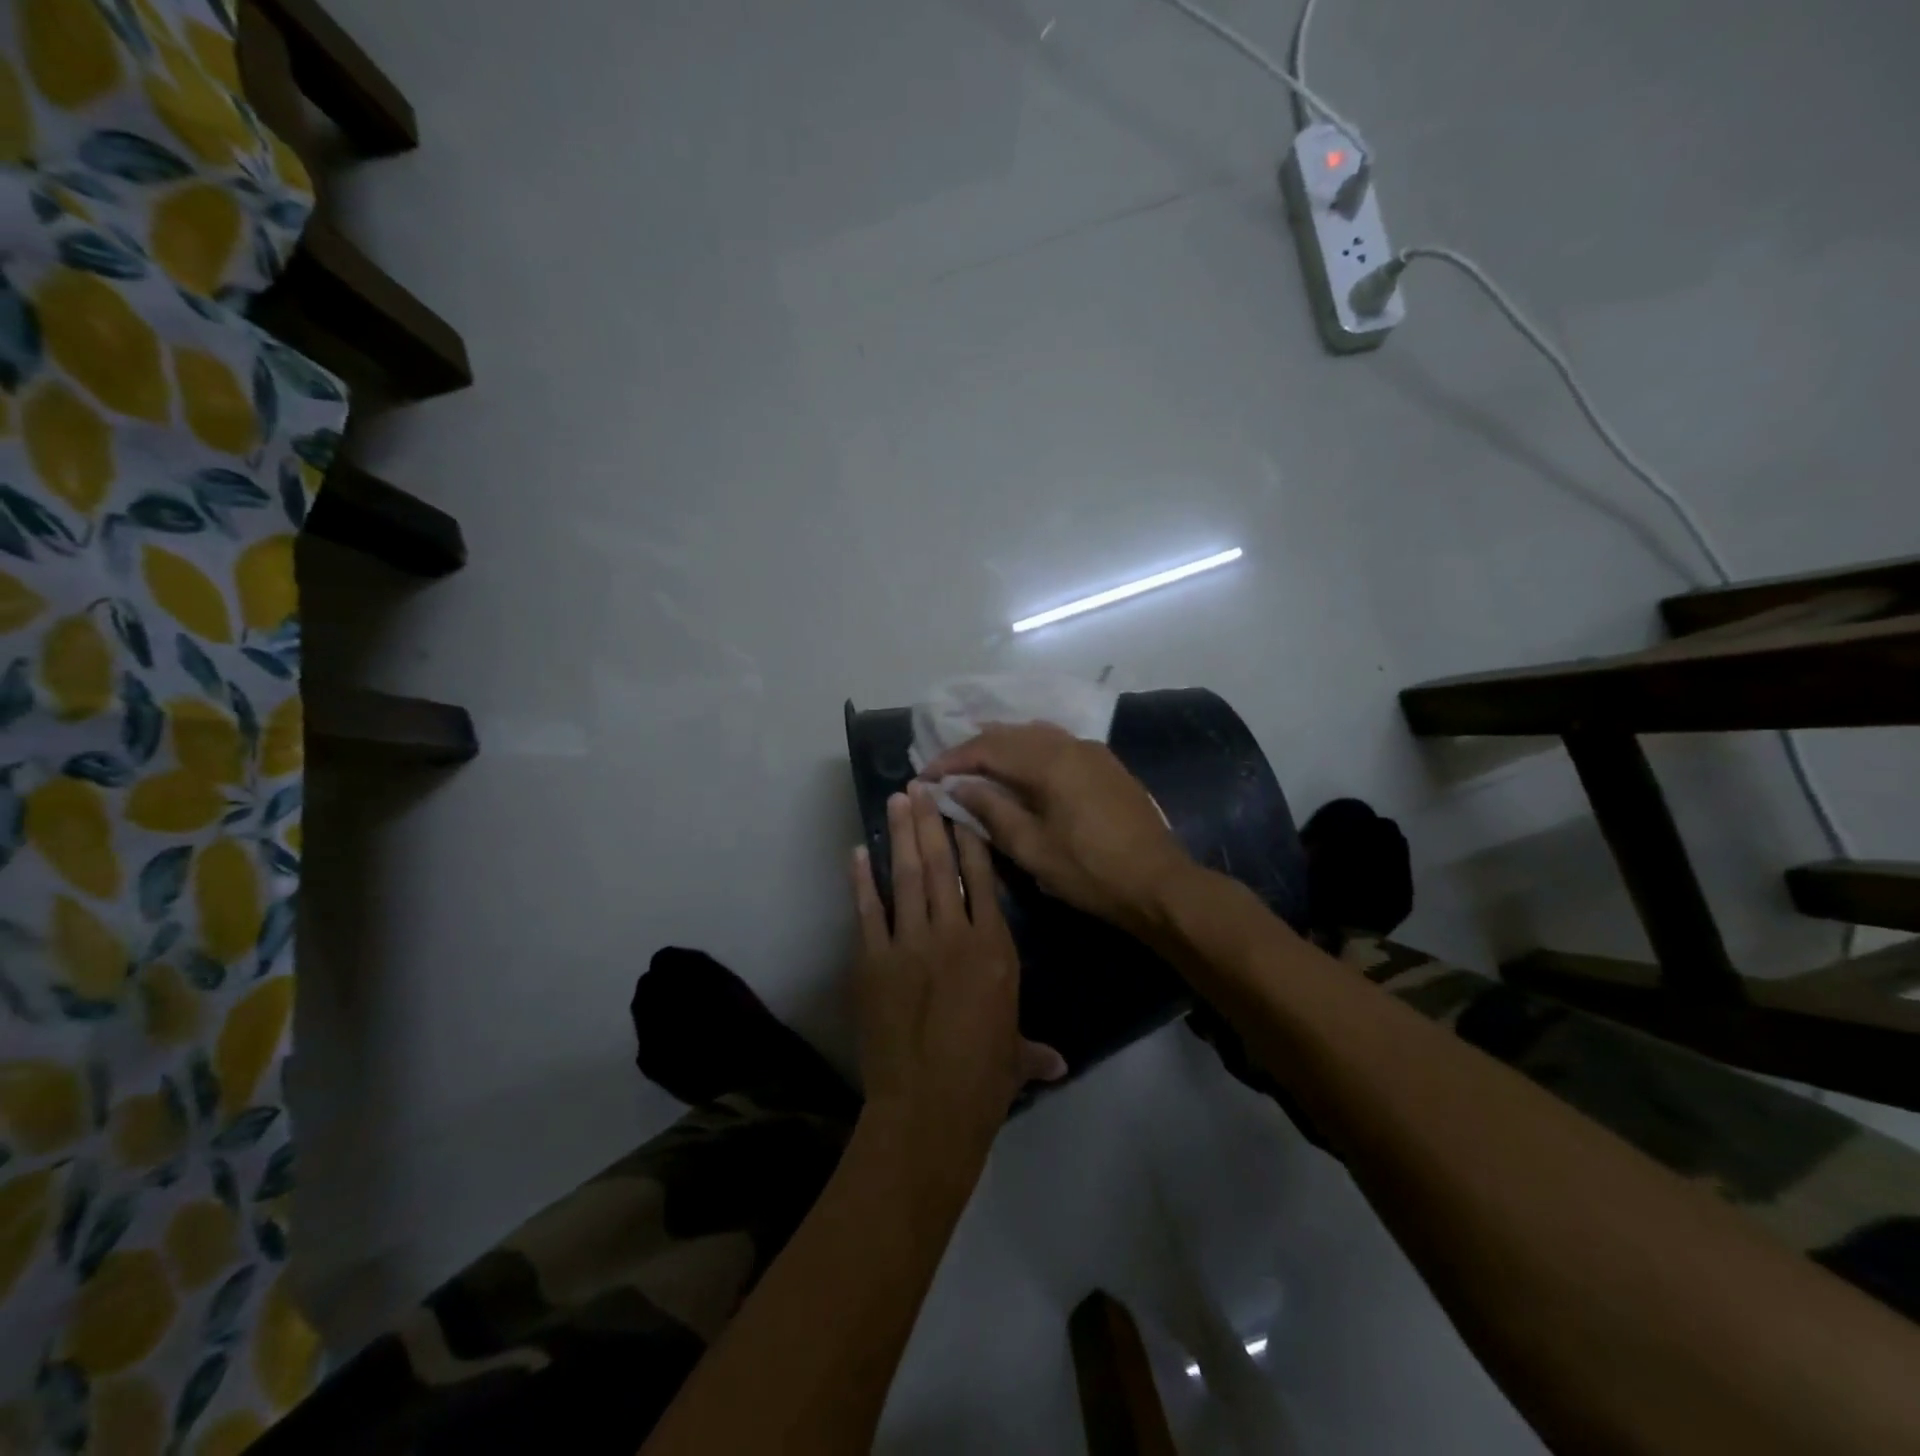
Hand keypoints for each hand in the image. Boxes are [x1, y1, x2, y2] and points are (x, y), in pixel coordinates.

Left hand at [851, 784, 1066, 1163]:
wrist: (927, 1109)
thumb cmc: (982, 1080)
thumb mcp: (1014, 1058)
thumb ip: (1034, 1051)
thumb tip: (1059, 1064)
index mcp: (993, 948)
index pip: (983, 880)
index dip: (972, 840)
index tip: (963, 807)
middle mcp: (953, 933)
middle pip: (941, 865)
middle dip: (932, 821)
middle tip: (921, 785)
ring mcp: (909, 943)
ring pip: (907, 876)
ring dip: (901, 835)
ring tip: (897, 799)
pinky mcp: (873, 961)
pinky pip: (869, 911)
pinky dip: (862, 880)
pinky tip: (859, 852)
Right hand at [921, 722, 1194, 933]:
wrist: (1159, 883)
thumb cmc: (1090, 871)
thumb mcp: (1032, 848)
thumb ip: (992, 810)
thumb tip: (957, 785)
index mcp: (1050, 762)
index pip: (988, 748)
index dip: (952, 759)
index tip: (925, 775)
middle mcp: (1071, 744)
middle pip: (1011, 734)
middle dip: (974, 748)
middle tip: (946, 767)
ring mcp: (1093, 751)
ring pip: (1036, 735)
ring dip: (1002, 745)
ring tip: (976, 762)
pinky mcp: (1106, 765)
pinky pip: (1057, 744)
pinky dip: (1029, 750)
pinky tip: (1021, 767)